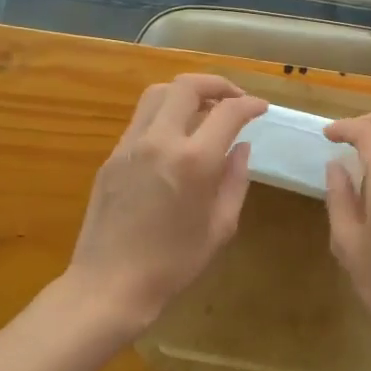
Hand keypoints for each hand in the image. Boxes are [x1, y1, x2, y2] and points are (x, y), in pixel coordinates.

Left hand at [64, 74, 267, 339]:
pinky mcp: (112, 156)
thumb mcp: (220, 227)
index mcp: (194, 161)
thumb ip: (235, 181)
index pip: (228, 112)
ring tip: (204, 110)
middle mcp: (160, 141)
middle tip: (234, 99)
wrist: (109, 285)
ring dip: (186, 93)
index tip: (261, 109)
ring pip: (158, 94)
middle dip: (217, 84)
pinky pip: (141, 120)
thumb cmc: (173, 264)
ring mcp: (130, 145)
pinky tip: (175, 138)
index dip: (250, 104)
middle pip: (187, 86)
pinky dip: (164, 115)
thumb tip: (241, 148)